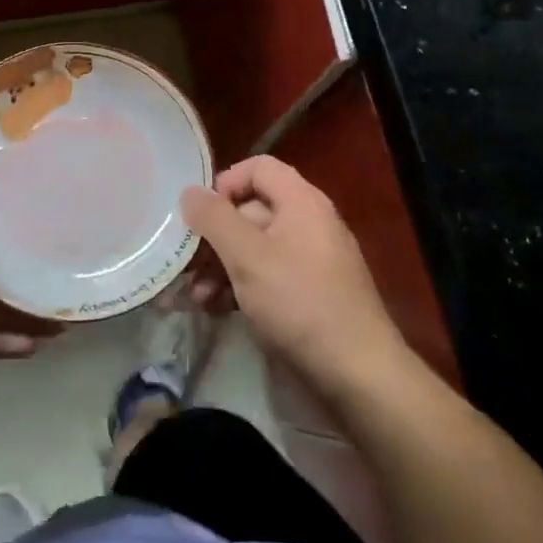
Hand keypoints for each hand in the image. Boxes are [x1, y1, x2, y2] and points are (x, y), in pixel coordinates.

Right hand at [180, 156, 409, 409]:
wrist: (357, 375)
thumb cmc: (300, 303)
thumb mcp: (248, 257)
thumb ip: (215, 219)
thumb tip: (189, 191)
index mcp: (301, 202)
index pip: (258, 168)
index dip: (226, 183)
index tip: (200, 215)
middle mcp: (307, 223)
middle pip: (251, 210)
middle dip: (214, 236)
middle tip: (185, 263)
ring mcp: (309, 261)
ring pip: (253, 248)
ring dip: (220, 267)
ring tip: (195, 297)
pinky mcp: (307, 294)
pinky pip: (265, 276)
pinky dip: (239, 287)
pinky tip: (215, 309)